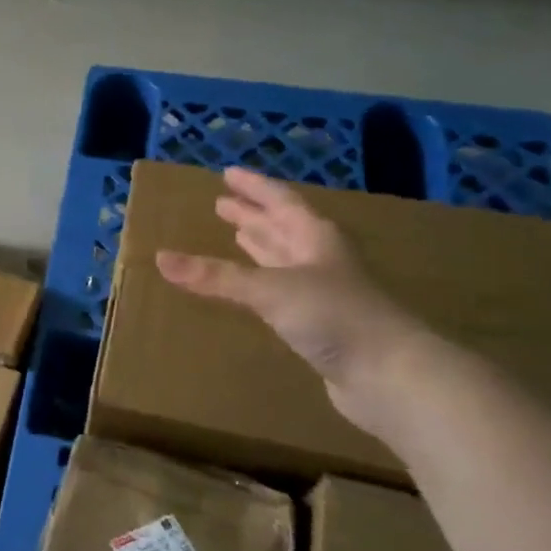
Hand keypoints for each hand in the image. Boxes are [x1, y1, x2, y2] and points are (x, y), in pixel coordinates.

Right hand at [155, 167, 427, 430]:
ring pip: (284, 261)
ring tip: (237, 237)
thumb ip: (216, 277)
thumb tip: (160, 258)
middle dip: (253, 216)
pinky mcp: (321, 326)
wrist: (391, 376)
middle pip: (283, 228)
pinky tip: (252, 290)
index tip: (228, 174)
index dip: (254, 187)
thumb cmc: (334, 316)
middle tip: (223, 205)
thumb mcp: (269, 289)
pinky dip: (262, 284)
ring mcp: (324, 293)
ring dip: (260, 247)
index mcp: (315, 238)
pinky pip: (282, 293)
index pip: (280, 201)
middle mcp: (320, 259)